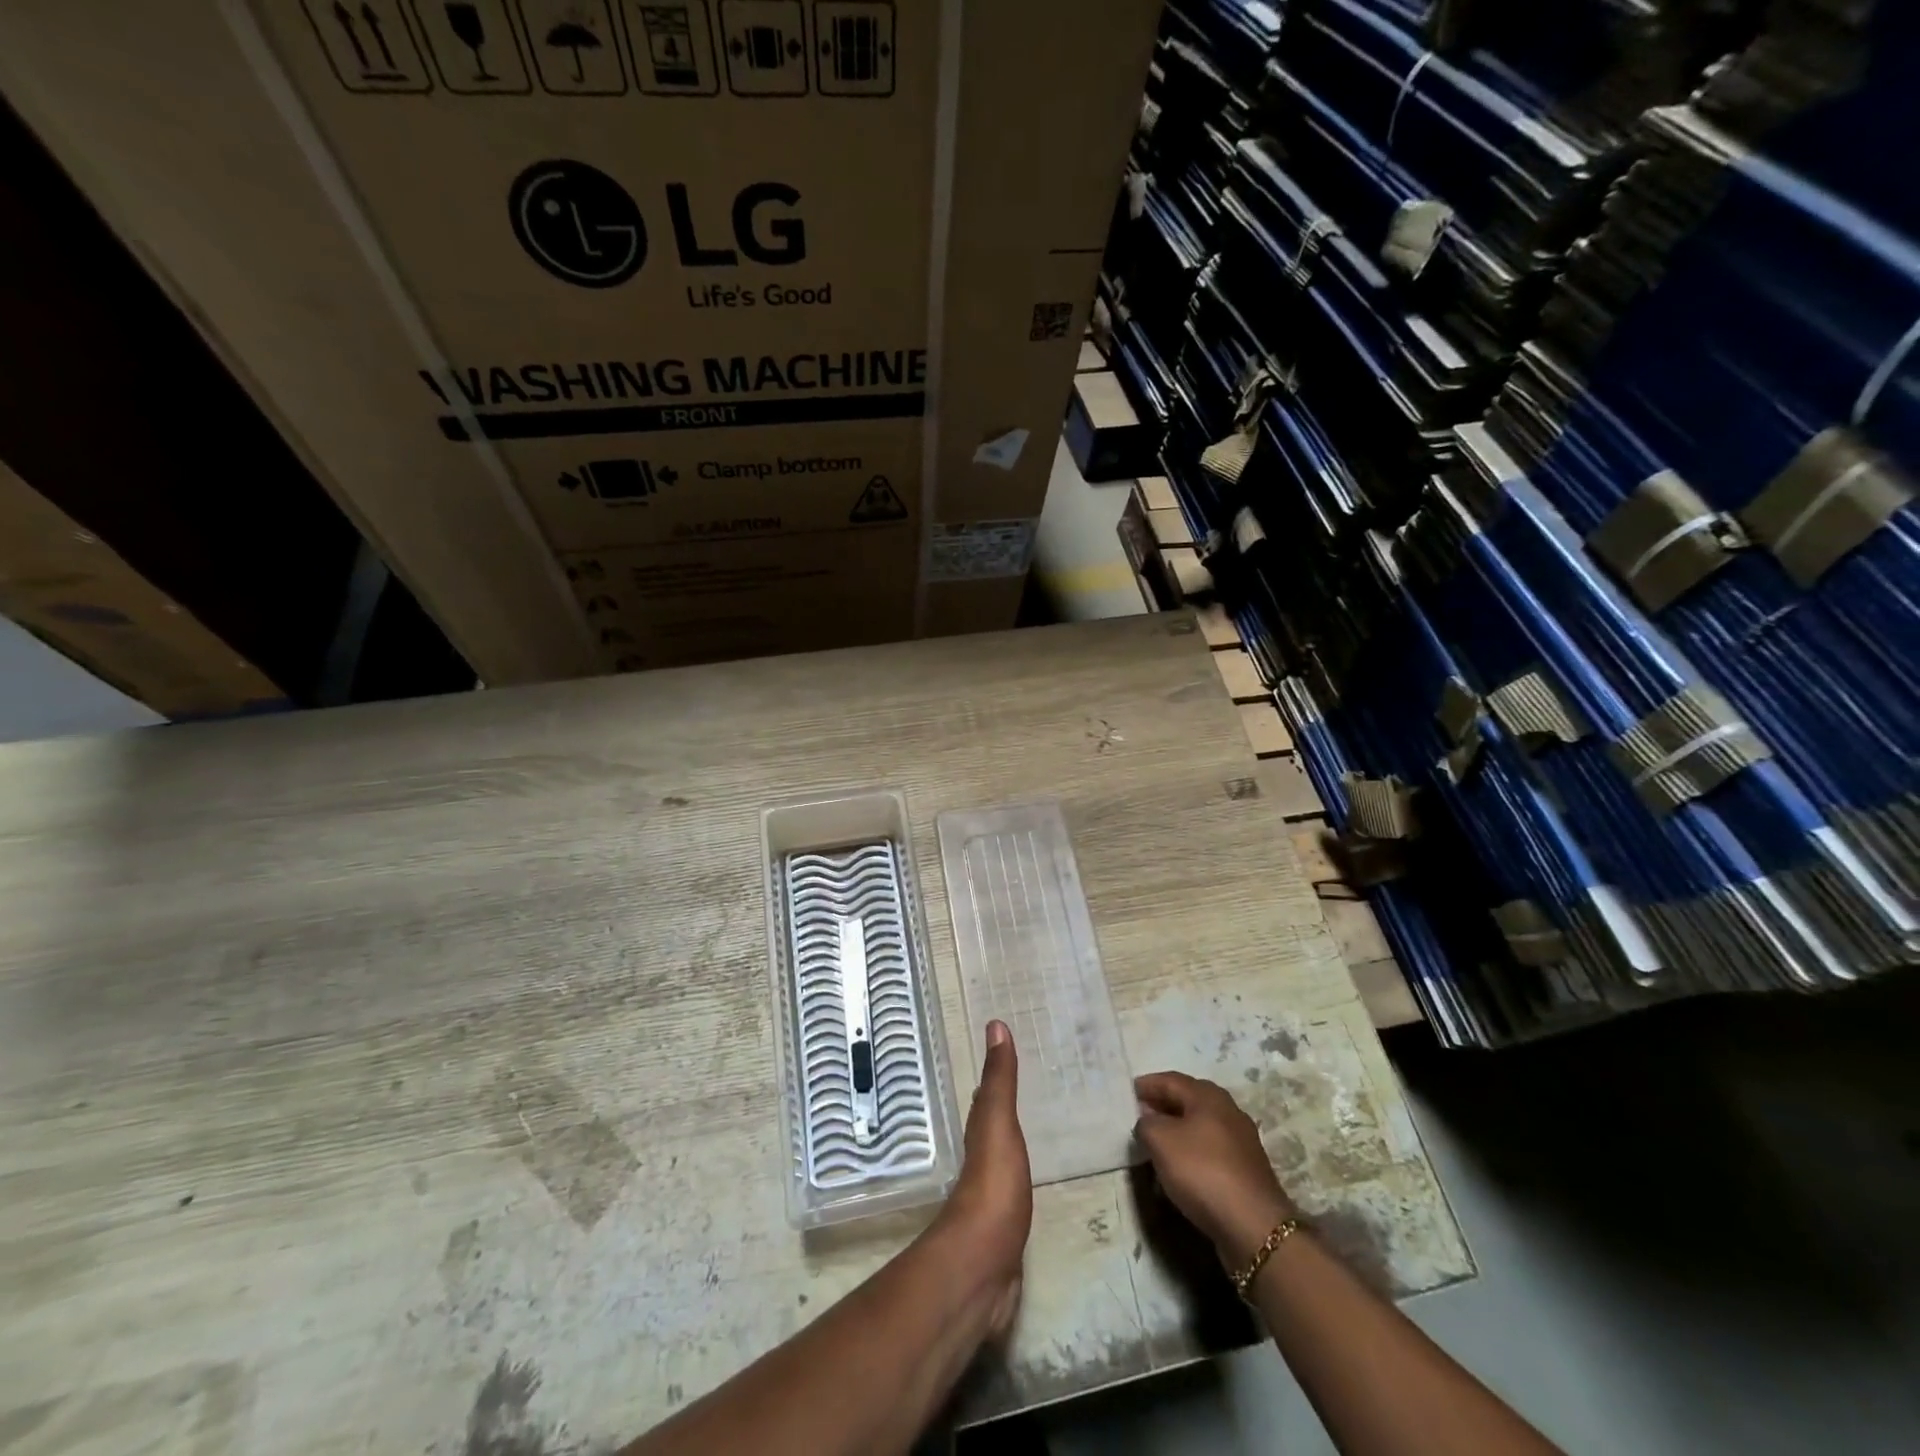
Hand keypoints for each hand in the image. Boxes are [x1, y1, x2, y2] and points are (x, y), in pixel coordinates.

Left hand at [933, 1021, 1031, 1336]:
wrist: (983, 1265)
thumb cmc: (993, 1185)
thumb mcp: (998, 1123)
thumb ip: (1000, 1079)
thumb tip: (995, 1024)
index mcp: (980, 1132)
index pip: (986, 1096)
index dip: (995, 1075)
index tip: (1007, 1051)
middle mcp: (981, 1158)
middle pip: (992, 1125)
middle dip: (1004, 1106)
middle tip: (1029, 1086)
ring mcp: (992, 1195)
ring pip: (1002, 1156)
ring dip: (1012, 1141)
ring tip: (1034, 1128)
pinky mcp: (1004, 1226)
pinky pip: (1014, 1189)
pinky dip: (1021, 1177)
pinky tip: (1030, 1181)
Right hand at [1134, 1071, 1296, 1269]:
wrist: (1254, 1226)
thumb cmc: (1202, 1171)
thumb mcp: (1160, 1141)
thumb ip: (1146, 1123)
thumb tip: (1148, 1121)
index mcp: (1208, 1096)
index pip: (1171, 1080)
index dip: (1147, 1085)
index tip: (1128, 1091)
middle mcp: (1228, 1111)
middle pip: (1188, 1101)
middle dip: (1163, 1105)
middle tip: (1139, 1114)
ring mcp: (1242, 1141)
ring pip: (1200, 1126)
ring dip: (1177, 1130)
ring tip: (1156, 1142)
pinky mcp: (1246, 1170)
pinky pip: (1210, 1151)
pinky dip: (1191, 1152)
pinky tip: (1180, 1168)